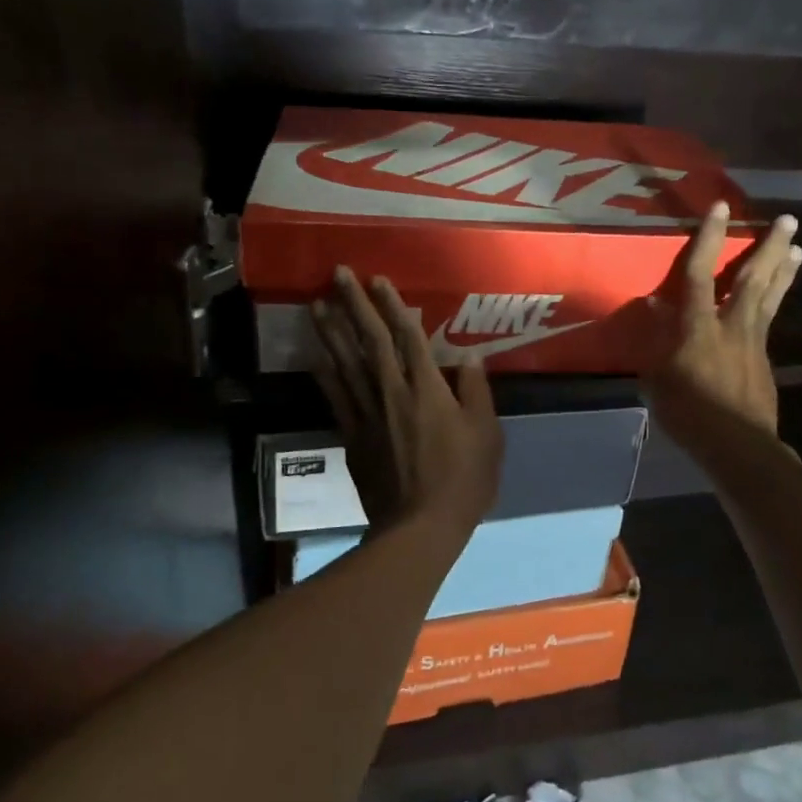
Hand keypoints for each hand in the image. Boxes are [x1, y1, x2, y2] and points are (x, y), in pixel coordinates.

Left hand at [310, 267, 503, 538]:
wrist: (419, 527)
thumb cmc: (462, 480)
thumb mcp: (486, 434)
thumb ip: (477, 392)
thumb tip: (470, 357)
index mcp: (428, 389)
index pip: (407, 337)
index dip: (393, 306)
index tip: (378, 280)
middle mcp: (393, 392)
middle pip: (371, 341)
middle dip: (354, 305)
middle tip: (338, 274)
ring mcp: (367, 413)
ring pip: (345, 363)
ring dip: (331, 331)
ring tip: (316, 304)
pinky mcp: (352, 436)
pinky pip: (335, 397)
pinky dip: (323, 374)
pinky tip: (314, 356)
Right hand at [641, 202, 801, 442]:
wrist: (738, 446)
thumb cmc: (689, 413)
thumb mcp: (658, 378)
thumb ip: (657, 339)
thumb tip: (653, 306)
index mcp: (699, 327)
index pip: (700, 274)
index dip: (709, 238)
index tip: (720, 207)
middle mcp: (732, 325)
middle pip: (753, 278)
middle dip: (769, 247)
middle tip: (787, 220)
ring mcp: (754, 342)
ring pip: (770, 297)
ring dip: (783, 269)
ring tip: (797, 247)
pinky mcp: (766, 360)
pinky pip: (770, 321)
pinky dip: (776, 301)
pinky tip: (777, 297)